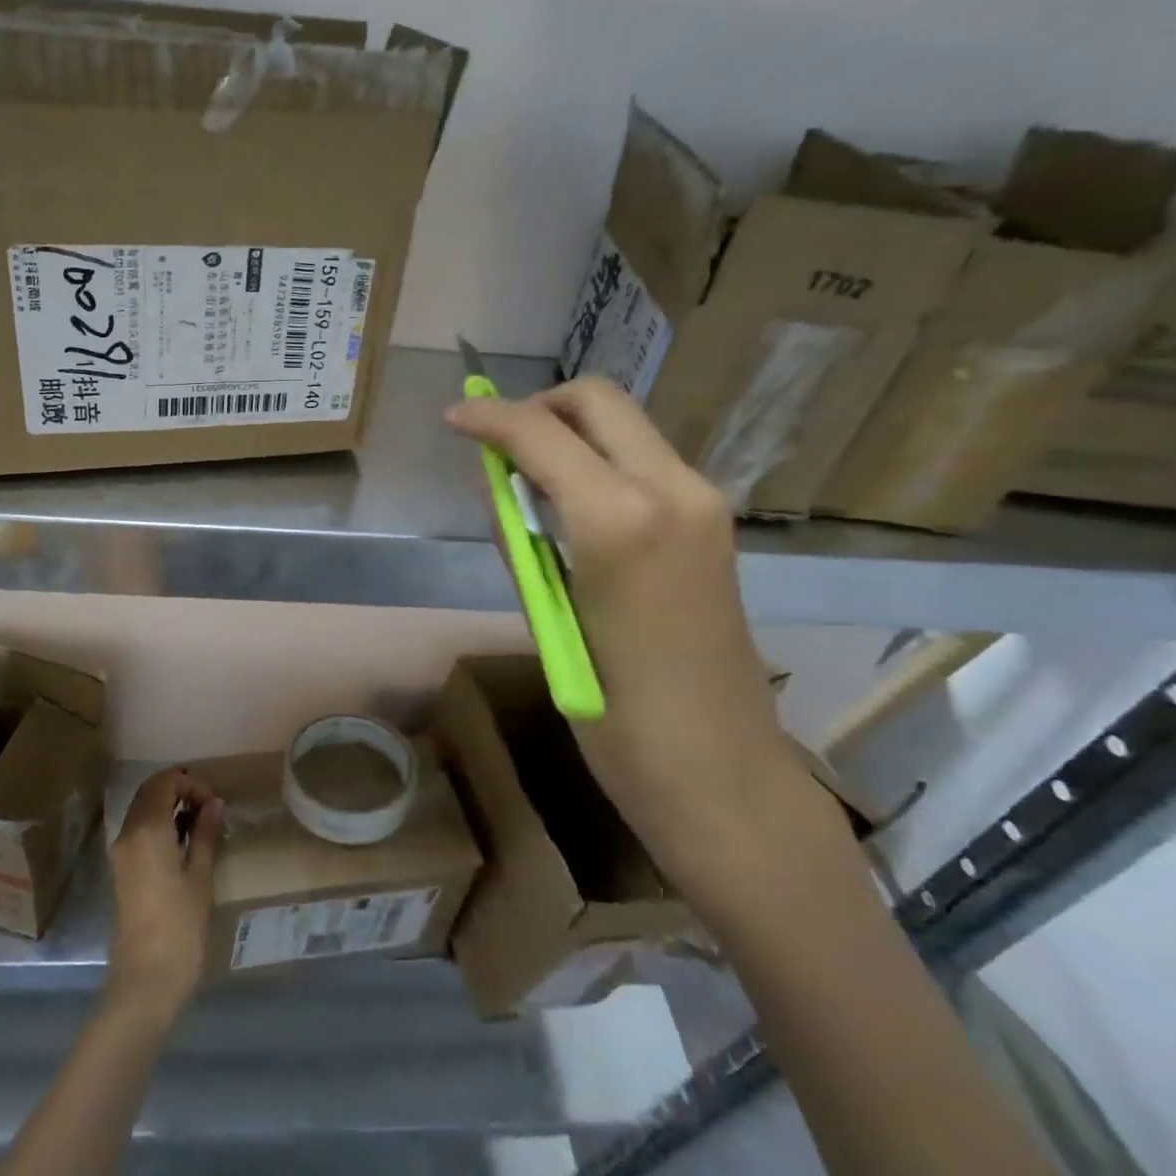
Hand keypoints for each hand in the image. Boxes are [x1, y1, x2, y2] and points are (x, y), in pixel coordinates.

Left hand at [105, 768, 224, 1024]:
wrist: (144, 982)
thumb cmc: (179, 926)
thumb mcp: (200, 876)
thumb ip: (205, 834)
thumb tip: (214, 805)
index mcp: (147, 829)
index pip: (165, 781)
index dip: (192, 784)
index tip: (214, 805)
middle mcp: (127, 833)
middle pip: (150, 791)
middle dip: (180, 790)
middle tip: (209, 810)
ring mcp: (121, 852)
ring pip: (143, 809)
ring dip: (169, 807)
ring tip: (200, 826)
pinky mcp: (121, 870)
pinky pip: (139, 830)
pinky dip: (159, 824)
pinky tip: (183, 844)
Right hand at [446, 377, 802, 881]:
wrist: (722, 775)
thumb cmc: (617, 717)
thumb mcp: (549, 620)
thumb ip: (520, 537)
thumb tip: (496, 481)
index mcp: (622, 519)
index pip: (541, 432)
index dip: (488, 417)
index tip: (453, 416)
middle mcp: (672, 489)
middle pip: (596, 400)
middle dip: (537, 406)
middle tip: (497, 444)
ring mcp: (702, 502)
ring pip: (624, 424)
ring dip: (568, 432)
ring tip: (526, 480)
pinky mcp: (713, 521)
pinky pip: (643, 459)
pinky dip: (598, 459)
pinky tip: (571, 506)